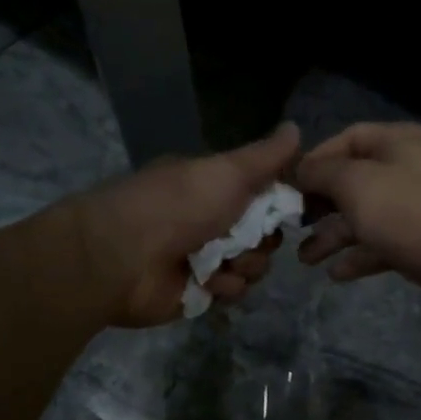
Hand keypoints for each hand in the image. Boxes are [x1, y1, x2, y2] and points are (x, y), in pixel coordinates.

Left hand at [62, 123, 301, 327]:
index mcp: (215, 187)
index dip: (278, 205)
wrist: (123, 256)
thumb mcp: (227, 171)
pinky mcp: (200, 291)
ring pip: (254, 265)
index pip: (265, 196)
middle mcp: (212, 220)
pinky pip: (234, 292)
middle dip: (263, 240)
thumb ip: (265, 156)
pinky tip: (207, 281)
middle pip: (265, 235)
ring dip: (245, 265)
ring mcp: (205, 258)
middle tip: (245, 238)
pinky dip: (225, 287)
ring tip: (221, 263)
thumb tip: (297, 128)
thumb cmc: (178, 205)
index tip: (285, 209)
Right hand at [295, 122, 420, 321]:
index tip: (287, 186)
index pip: (347, 139)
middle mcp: (408, 170)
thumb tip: (300, 170)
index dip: (315, 160)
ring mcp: (416, 210)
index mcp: (398, 143)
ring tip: (304, 259)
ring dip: (332, 236)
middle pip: (353, 181)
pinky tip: (335, 274)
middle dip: (320, 204)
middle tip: (291, 225)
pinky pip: (381, 245)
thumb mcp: (357, 184)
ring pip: (364, 218)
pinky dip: (358, 257)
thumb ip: (322, 173)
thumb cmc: (411, 214)